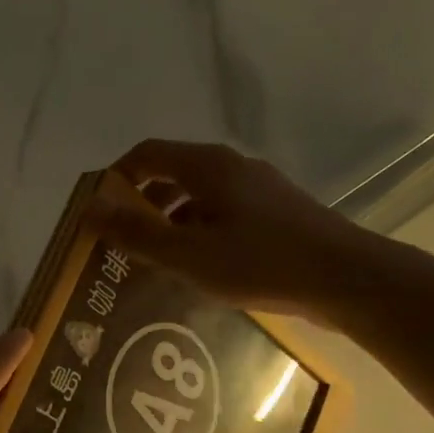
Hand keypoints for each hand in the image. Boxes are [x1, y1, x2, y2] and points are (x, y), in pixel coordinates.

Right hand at [95, 138, 395, 320]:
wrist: (343, 278)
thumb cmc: (259, 262)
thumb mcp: (186, 254)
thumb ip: (136, 233)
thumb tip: (90, 209)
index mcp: (207, 166)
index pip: (147, 154)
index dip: (116, 177)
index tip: (96, 212)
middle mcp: (232, 167)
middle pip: (171, 174)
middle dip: (140, 205)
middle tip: (118, 243)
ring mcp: (257, 189)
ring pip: (197, 198)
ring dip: (168, 223)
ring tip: (152, 262)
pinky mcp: (275, 213)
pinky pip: (221, 214)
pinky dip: (196, 233)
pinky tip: (196, 268)